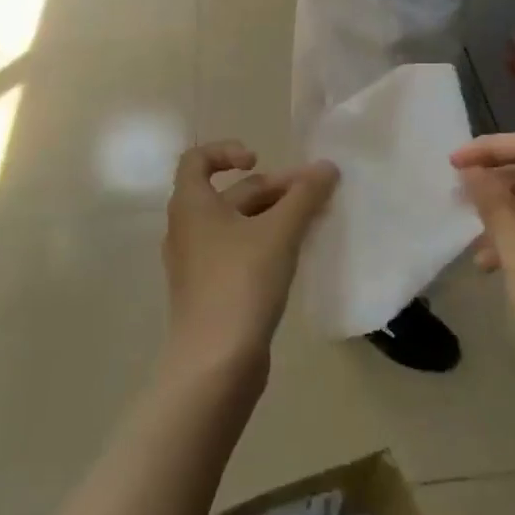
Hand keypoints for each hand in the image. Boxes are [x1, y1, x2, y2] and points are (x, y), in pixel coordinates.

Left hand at [162, 142, 339, 381]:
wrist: (215, 363)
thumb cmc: (241, 282)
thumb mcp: (279, 232)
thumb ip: (305, 196)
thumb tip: (326, 167)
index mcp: (191, 205)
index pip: (197, 159)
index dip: (227, 151)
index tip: (260, 161)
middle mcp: (187, 229)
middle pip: (228, 193)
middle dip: (272, 188)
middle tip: (313, 194)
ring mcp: (196, 263)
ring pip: (236, 225)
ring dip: (272, 216)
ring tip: (311, 222)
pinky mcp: (210, 291)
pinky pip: (237, 252)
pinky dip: (264, 244)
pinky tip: (294, 256)